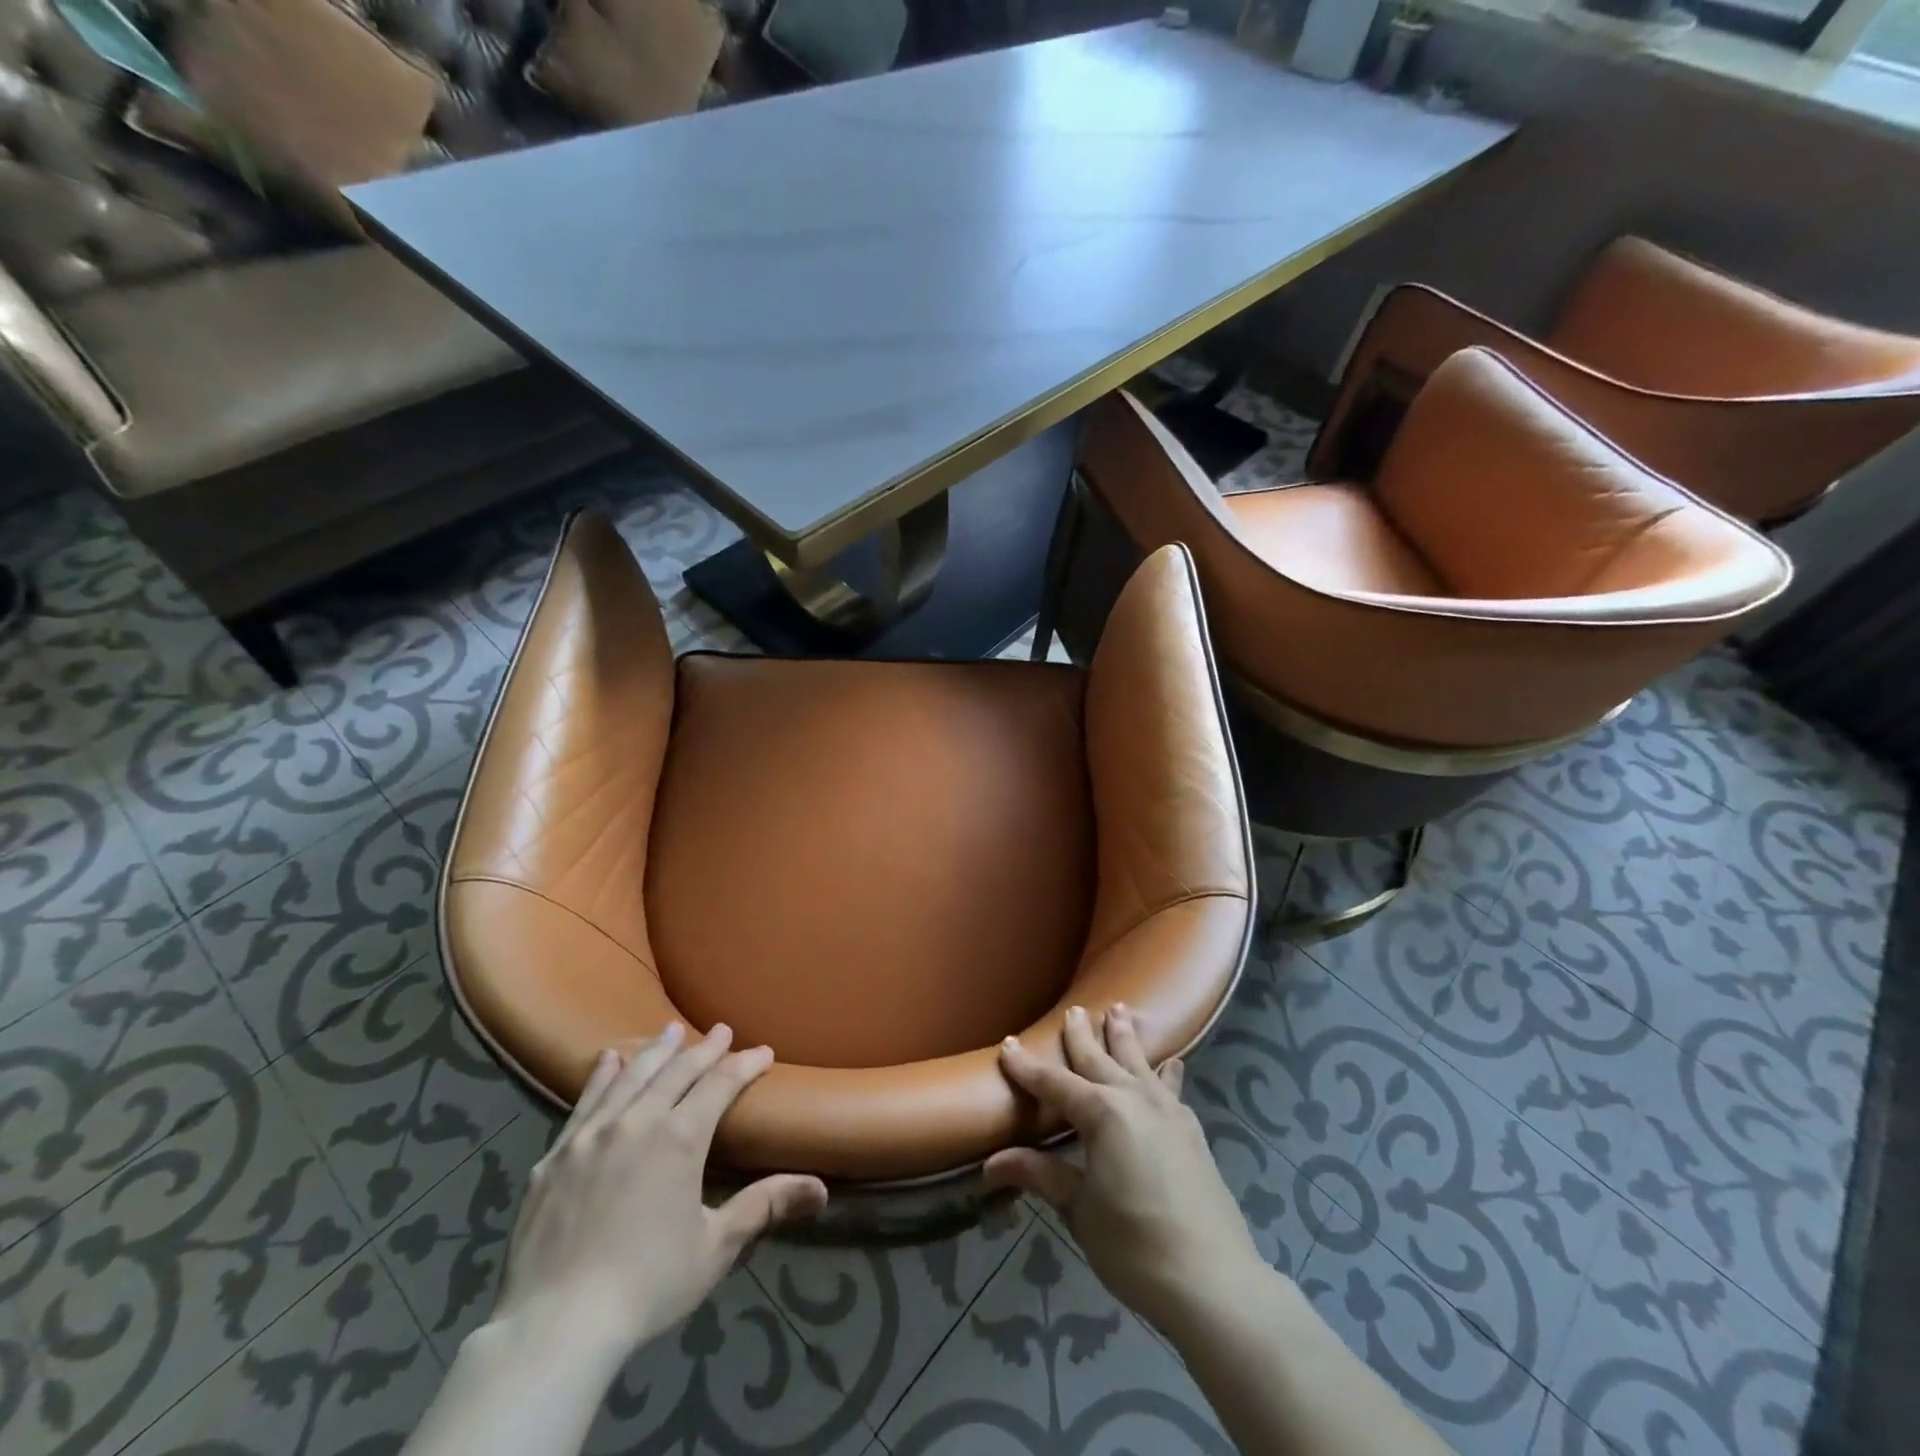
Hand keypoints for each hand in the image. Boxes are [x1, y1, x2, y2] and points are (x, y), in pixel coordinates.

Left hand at [487, 1023, 827, 1359]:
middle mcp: (637, 1122)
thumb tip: (821, 1189)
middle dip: (704, 1049)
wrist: (554, 1327)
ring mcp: (591, 1135)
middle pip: (677, 1072)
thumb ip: (764, 1206)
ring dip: (656, 1051)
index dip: (745, 1064)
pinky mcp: (556, 1157)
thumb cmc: (646, 1285)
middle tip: (721, 1030)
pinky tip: (609, 1060)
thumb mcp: (715, 1247)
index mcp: (680, 1138)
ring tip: (670, 1031)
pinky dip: (602, 1076)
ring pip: (631, 1077)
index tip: (764, 1052)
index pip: (720, 1084)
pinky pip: (585, 1102)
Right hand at [984, 1004, 1266, 1336]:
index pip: (1054, 1084)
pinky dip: (1165, 1071)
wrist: (1215, 1281)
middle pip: (1100, 1059)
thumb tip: (991, 1163)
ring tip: (1119, 1010)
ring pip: (1140, 1062)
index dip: (1027, 1067)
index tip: (1007, 1044)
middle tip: (1073, 1010)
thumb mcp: (1081, 1210)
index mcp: (1102, 1114)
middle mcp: (1134, 1099)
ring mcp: (1168, 1111)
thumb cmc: (1135, 1246)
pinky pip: (1171, 1087)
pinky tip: (1170, 1065)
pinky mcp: (1191, 1131)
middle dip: (1082, 1036)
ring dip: (1125, 1036)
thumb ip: (1042, 1175)